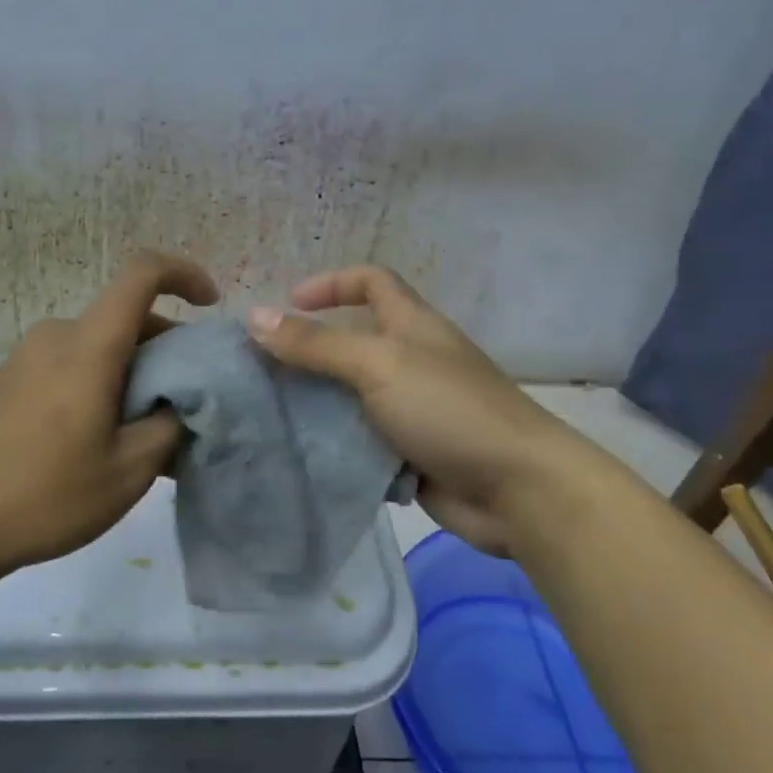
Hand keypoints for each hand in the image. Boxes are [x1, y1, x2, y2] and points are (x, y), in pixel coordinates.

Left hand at [0, 251, 218, 577]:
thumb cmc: (45, 495)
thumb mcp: (129, 471)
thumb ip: (168, 426)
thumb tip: (178, 405)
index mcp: (88, 345)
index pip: (141, 274)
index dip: (183, 274)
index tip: (210, 304)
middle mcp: (54, 336)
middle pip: (123, 318)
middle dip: (164, 347)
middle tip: (185, 400)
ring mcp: (24, 357)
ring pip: (97, 344)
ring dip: (131, 370)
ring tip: (145, 428)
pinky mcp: (6, 382)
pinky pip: (68, 364)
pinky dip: (98, 381)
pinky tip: (100, 435)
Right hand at [246, 266, 573, 555]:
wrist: (517, 490)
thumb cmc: (449, 409)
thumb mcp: (378, 365)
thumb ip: (316, 344)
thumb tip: (254, 317)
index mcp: (411, 325)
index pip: (371, 282)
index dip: (331, 284)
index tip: (288, 304)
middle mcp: (410, 361)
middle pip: (351, 341)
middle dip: (308, 350)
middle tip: (260, 370)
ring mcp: (410, 409)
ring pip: (350, 395)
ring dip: (314, 402)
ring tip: (266, 414)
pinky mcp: (408, 452)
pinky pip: (359, 440)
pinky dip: (332, 443)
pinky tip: (297, 454)